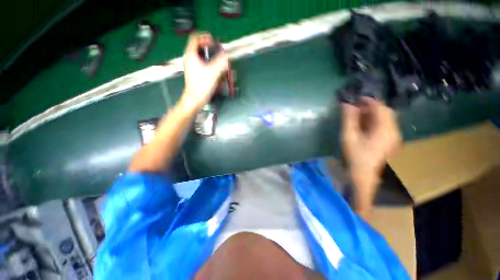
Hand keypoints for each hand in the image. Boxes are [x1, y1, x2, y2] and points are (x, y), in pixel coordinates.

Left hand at [179, 32, 228, 112]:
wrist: (195, 99)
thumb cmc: (201, 86)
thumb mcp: (213, 72)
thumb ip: (221, 62)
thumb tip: (227, 56)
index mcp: (191, 55)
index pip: (196, 38)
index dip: (206, 38)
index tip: (215, 43)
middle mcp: (191, 59)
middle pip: (201, 48)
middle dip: (212, 51)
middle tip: (220, 55)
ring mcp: (194, 67)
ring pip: (204, 58)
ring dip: (214, 61)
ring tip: (221, 67)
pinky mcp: (197, 74)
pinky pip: (205, 66)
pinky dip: (212, 68)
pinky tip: (218, 75)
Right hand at [341, 98, 400, 216]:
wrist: (362, 175)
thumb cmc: (354, 155)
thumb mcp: (348, 136)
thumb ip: (348, 119)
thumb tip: (347, 104)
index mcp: (385, 129)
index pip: (380, 107)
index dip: (367, 101)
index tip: (354, 99)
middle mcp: (393, 131)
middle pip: (385, 111)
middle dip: (369, 107)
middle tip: (354, 108)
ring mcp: (393, 136)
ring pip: (385, 118)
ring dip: (371, 114)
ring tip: (357, 116)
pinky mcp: (390, 140)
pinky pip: (384, 125)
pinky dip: (373, 121)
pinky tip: (363, 125)